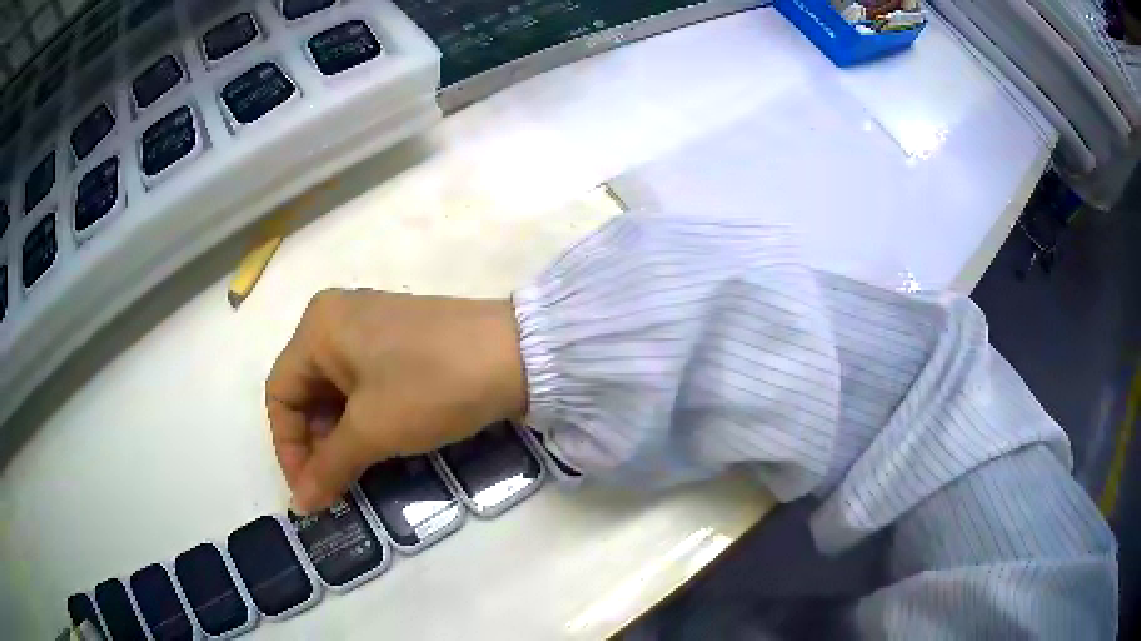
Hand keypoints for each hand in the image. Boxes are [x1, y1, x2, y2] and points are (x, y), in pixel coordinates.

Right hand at [265, 289, 526, 513]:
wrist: (518, 355)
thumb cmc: (431, 386)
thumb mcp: (373, 430)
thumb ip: (329, 468)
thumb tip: (299, 505)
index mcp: (317, 327)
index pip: (280, 394)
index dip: (288, 447)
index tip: (309, 491)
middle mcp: (337, 318)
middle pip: (306, 391)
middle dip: (317, 443)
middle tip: (336, 485)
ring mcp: (371, 326)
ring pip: (336, 391)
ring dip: (341, 435)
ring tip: (358, 470)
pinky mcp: (400, 340)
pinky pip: (364, 383)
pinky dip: (363, 418)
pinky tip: (380, 444)